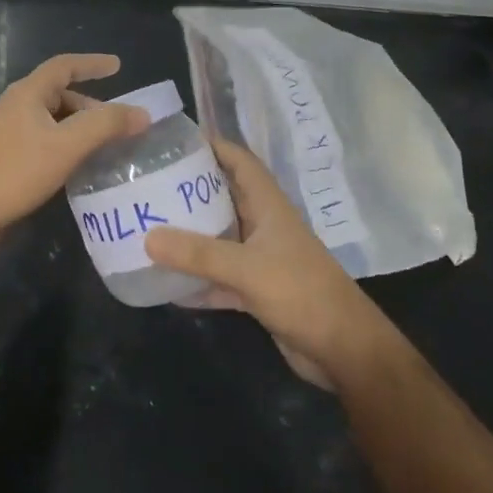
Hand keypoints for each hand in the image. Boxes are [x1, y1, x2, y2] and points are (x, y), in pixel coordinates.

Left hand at [0, 54, 149, 241]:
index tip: (118, 66)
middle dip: (93, 106)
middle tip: (120, 124)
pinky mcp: (7, 161)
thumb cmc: (13, 171)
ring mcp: (10, 135)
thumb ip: (106, 126)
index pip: (64, 66)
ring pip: (54, 123)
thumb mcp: (66, 145)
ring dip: (81, 130)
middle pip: (61, 96)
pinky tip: (80, 170)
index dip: (92, 63)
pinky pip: (46, 144)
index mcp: (29, 93)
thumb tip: (142, 113)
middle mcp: (18, 108)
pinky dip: (68, 149)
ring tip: (108, 149)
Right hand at [146, 138, 383, 388]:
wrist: (344, 350)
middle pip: (223, 196)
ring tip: (149, 225)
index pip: (240, 161)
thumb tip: (148, 237)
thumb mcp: (247, 269)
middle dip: (189, 189)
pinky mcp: (257, 290)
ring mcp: (261, 259)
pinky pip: (219, 276)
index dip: (212, 146)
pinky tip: (165, 283)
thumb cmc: (302, 293)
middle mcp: (263, 225)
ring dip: (190, 234)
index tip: (174, 142)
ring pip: (219, 237)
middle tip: (148, 184)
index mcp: (268, 205)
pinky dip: (197, 278)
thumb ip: (198, 254)